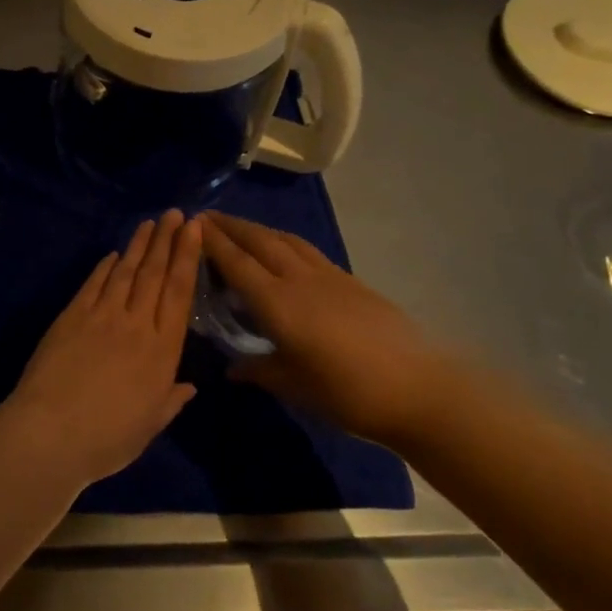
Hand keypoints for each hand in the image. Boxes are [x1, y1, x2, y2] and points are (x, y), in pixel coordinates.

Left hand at [6, 209, 202, 484]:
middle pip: (155, 274)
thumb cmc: (107, 438)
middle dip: (167, 240)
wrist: (51, 433)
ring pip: (126, 272)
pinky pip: (93, 285)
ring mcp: (101, 316)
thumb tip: (189, 386)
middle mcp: (136, 324)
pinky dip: (105, 267)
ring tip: (150, 223)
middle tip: (175, 213)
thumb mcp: (149, 425)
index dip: (187, 257)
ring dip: (139, 245)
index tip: (194, 229)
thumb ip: (170, 401)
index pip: (179, 292)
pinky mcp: (71, 316)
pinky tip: (113, 255)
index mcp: (162, 350)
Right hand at [201, 211, 462, 446]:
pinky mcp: (350, 281)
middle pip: (259, 241)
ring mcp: (328, 276)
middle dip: (231, 226)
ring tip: (241, 228)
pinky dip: (285, 242)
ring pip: (286, 240)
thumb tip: (232, 369)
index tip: (193, 225)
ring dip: (258, 229)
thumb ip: (259, 371)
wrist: (418, 388)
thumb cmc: (347, 393)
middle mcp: (299, 280)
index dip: (213, 242)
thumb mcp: (294, 386)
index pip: (237, 263)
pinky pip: (307, 250)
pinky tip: (284, 251)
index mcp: (278, 303)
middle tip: (207, 217)